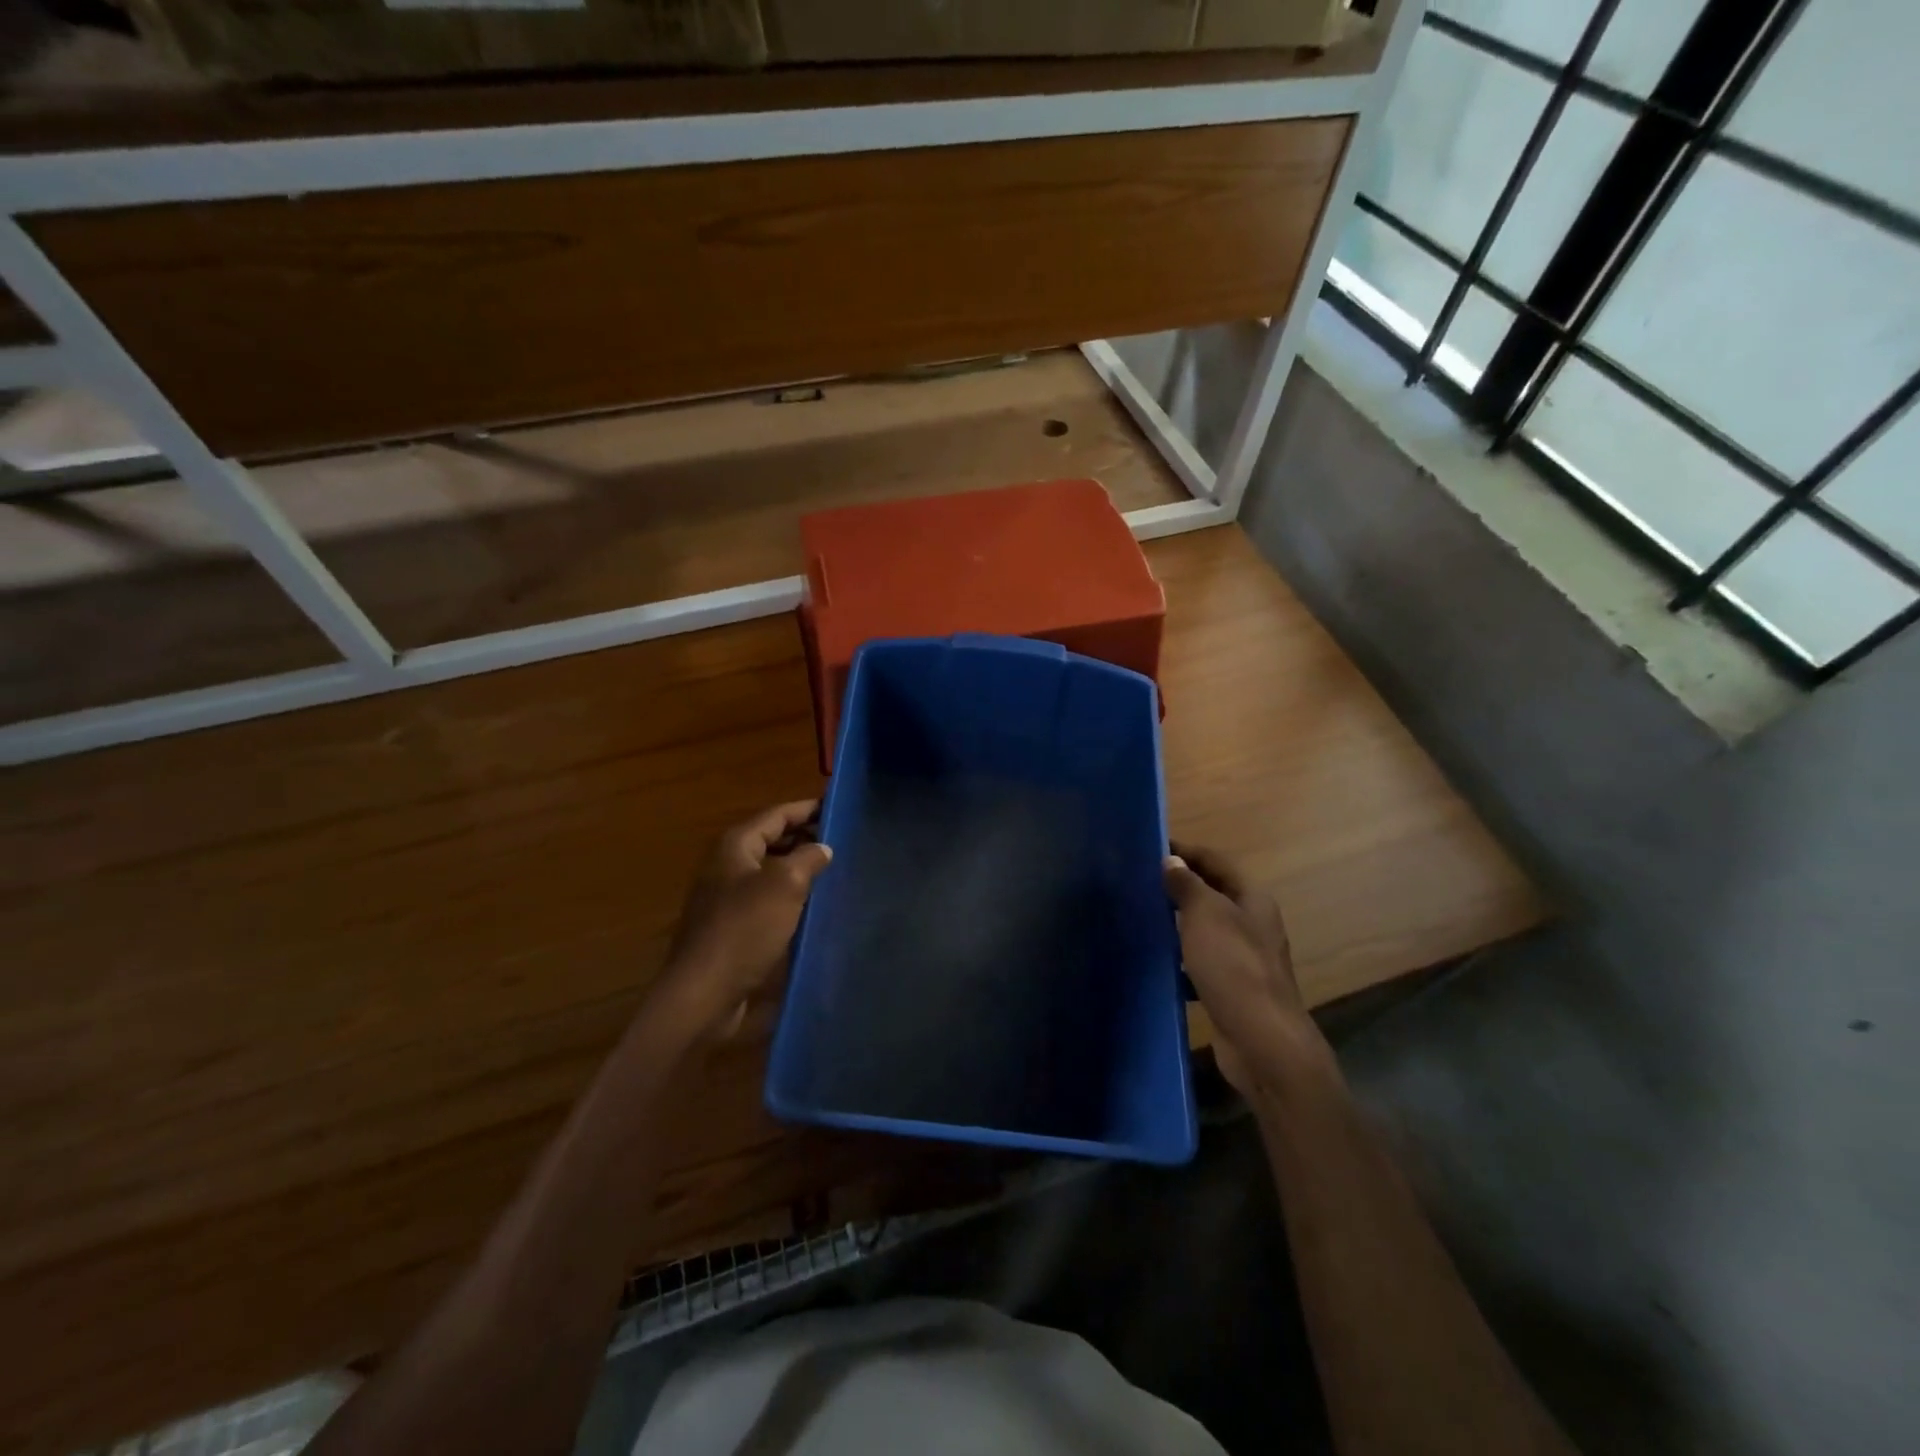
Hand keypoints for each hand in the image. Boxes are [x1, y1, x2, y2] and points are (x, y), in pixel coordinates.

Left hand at [661, 801, 832, 1037]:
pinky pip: (766, 898)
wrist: (704, 992)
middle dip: (805, 836)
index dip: (808, 808)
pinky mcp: (731, 925)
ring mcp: (726, 896)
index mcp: (736, 845)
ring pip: (770, 870)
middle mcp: (727, 864)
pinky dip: (789, 895)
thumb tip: (823, 847)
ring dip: (799, 867)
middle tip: (844, 839)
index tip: (840, 807)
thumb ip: (808, 858)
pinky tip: (813, 905)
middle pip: (772, 839)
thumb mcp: (785, 885)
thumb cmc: (744, 929)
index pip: (777, 814)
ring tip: (835, 869)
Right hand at [1164, 843, 1318, 1093]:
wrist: (1262, 1041)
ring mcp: (1244, 958)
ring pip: (1206, 929)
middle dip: (1179, 886)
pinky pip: (1202, 962)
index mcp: (1252, 899)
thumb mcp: (1205, 914)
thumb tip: (1171, 860)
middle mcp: (1252, 924)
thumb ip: (1187, 885)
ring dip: (1178, 922)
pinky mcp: (1232, 988)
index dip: (1185, 851)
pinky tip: (1157, 961)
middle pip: (1213, 893)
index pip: (1216, 861)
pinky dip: (1181, 958)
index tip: (1150, 848)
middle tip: (1139, 882)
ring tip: (1141, 916)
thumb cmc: (1234, 966)